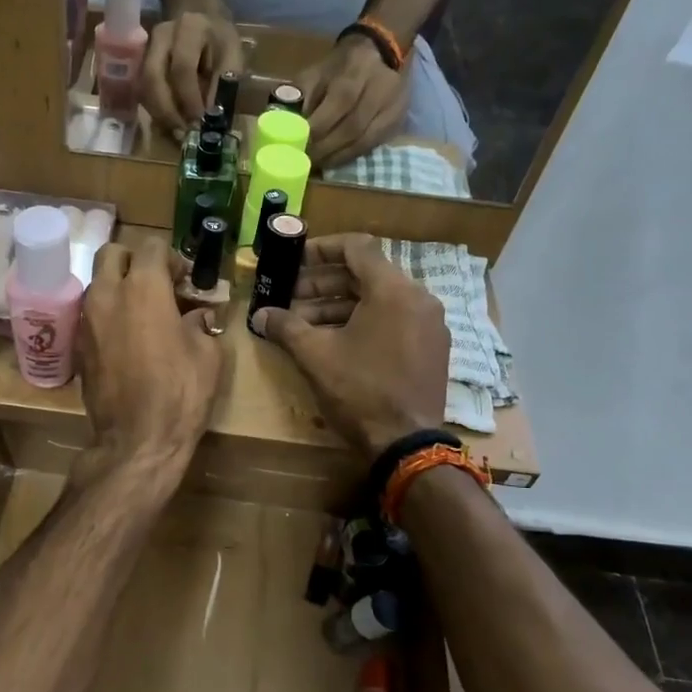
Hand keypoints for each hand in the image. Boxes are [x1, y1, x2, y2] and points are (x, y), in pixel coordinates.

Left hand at [79, 234, 228, 473]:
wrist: (137, 440)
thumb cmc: (181, 392)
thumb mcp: (207, 354)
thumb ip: (200, 323)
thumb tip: (195, 316)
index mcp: (143, 287)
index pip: (152, 246)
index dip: (172, 258)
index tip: (185, 280)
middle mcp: (107, 294)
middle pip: (112, 253)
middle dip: (134, 261)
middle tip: (157, 284)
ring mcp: (86, 320)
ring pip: (97, 283)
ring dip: (118, 287)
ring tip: (143, 313)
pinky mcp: (78, 346)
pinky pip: (91, 314)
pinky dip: (108, 315)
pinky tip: (128, 339)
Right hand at [142, 10, 243, 137]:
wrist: (200, 15)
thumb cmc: (220, 40)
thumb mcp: (232, 56)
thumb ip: (223, 83)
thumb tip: (210, 117)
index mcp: (189, 28)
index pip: (182, 67)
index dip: (189, 99)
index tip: (198, 122)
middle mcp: (161, 35)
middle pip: (153, 77)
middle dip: (167, 111)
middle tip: (182, 134)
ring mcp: (146, 48)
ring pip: (143, 86)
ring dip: (159, 114)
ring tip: (176, 132)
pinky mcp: (140, 61)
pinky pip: (142, 90)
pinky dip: (154, 109)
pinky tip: (169, 122)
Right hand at [250, 234, 445, 455]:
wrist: (406, 444)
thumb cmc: (360, 391)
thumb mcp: (316, 355)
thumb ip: (286, 327)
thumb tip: (260, 315)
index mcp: (393, 290)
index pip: (357, 247)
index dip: (321, 249)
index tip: (294, 260)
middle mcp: (418, 298)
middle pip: (365, 274)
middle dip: (322, 284)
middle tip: (289, 297)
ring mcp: (429, 324)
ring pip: (378, 300)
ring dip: (338, 306)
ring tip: (303, 323)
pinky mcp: (431, 348)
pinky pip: (393, 320)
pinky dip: (362, 322)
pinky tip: (333, 342)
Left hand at [296, 35, 408, 168]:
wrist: (380, 50)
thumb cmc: (339, 66)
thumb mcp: (316, 72)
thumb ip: (301, 96)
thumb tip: (284, 126)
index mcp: (354, 72)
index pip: (338, 104)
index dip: (317, 128)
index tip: (297, 145)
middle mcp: (378, 89)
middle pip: (352, 127)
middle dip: (325, 148)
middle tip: (305, 161)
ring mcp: (392, 106)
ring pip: (364, 140)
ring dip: (337, 157)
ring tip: (318, 164)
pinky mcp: (398, 120)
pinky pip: (373, 145)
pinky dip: (352, 156)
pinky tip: (335, 160)